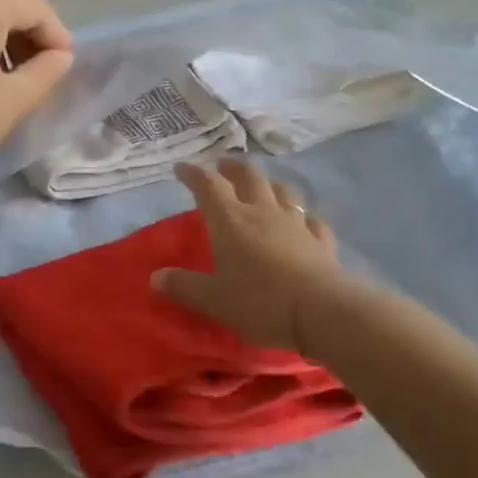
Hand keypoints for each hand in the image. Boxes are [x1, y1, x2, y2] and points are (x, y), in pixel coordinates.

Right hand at [153, 157, 350, 357]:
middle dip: (233, 167)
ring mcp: (296, 223)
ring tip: (262, 185)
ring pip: (282, 191)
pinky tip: (302, 221)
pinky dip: (302, 216)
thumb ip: (184, 286)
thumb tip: (155, 277)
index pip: (208, 185)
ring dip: (269, 183)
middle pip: (249, 176)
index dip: (193, 173)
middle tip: (223, 165)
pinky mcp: (321, 241)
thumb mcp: (213, 299)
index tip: (182, 168)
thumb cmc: (260, 302)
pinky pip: (311, 220)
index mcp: (231, 220)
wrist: (322, 312)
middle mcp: (263, 212)